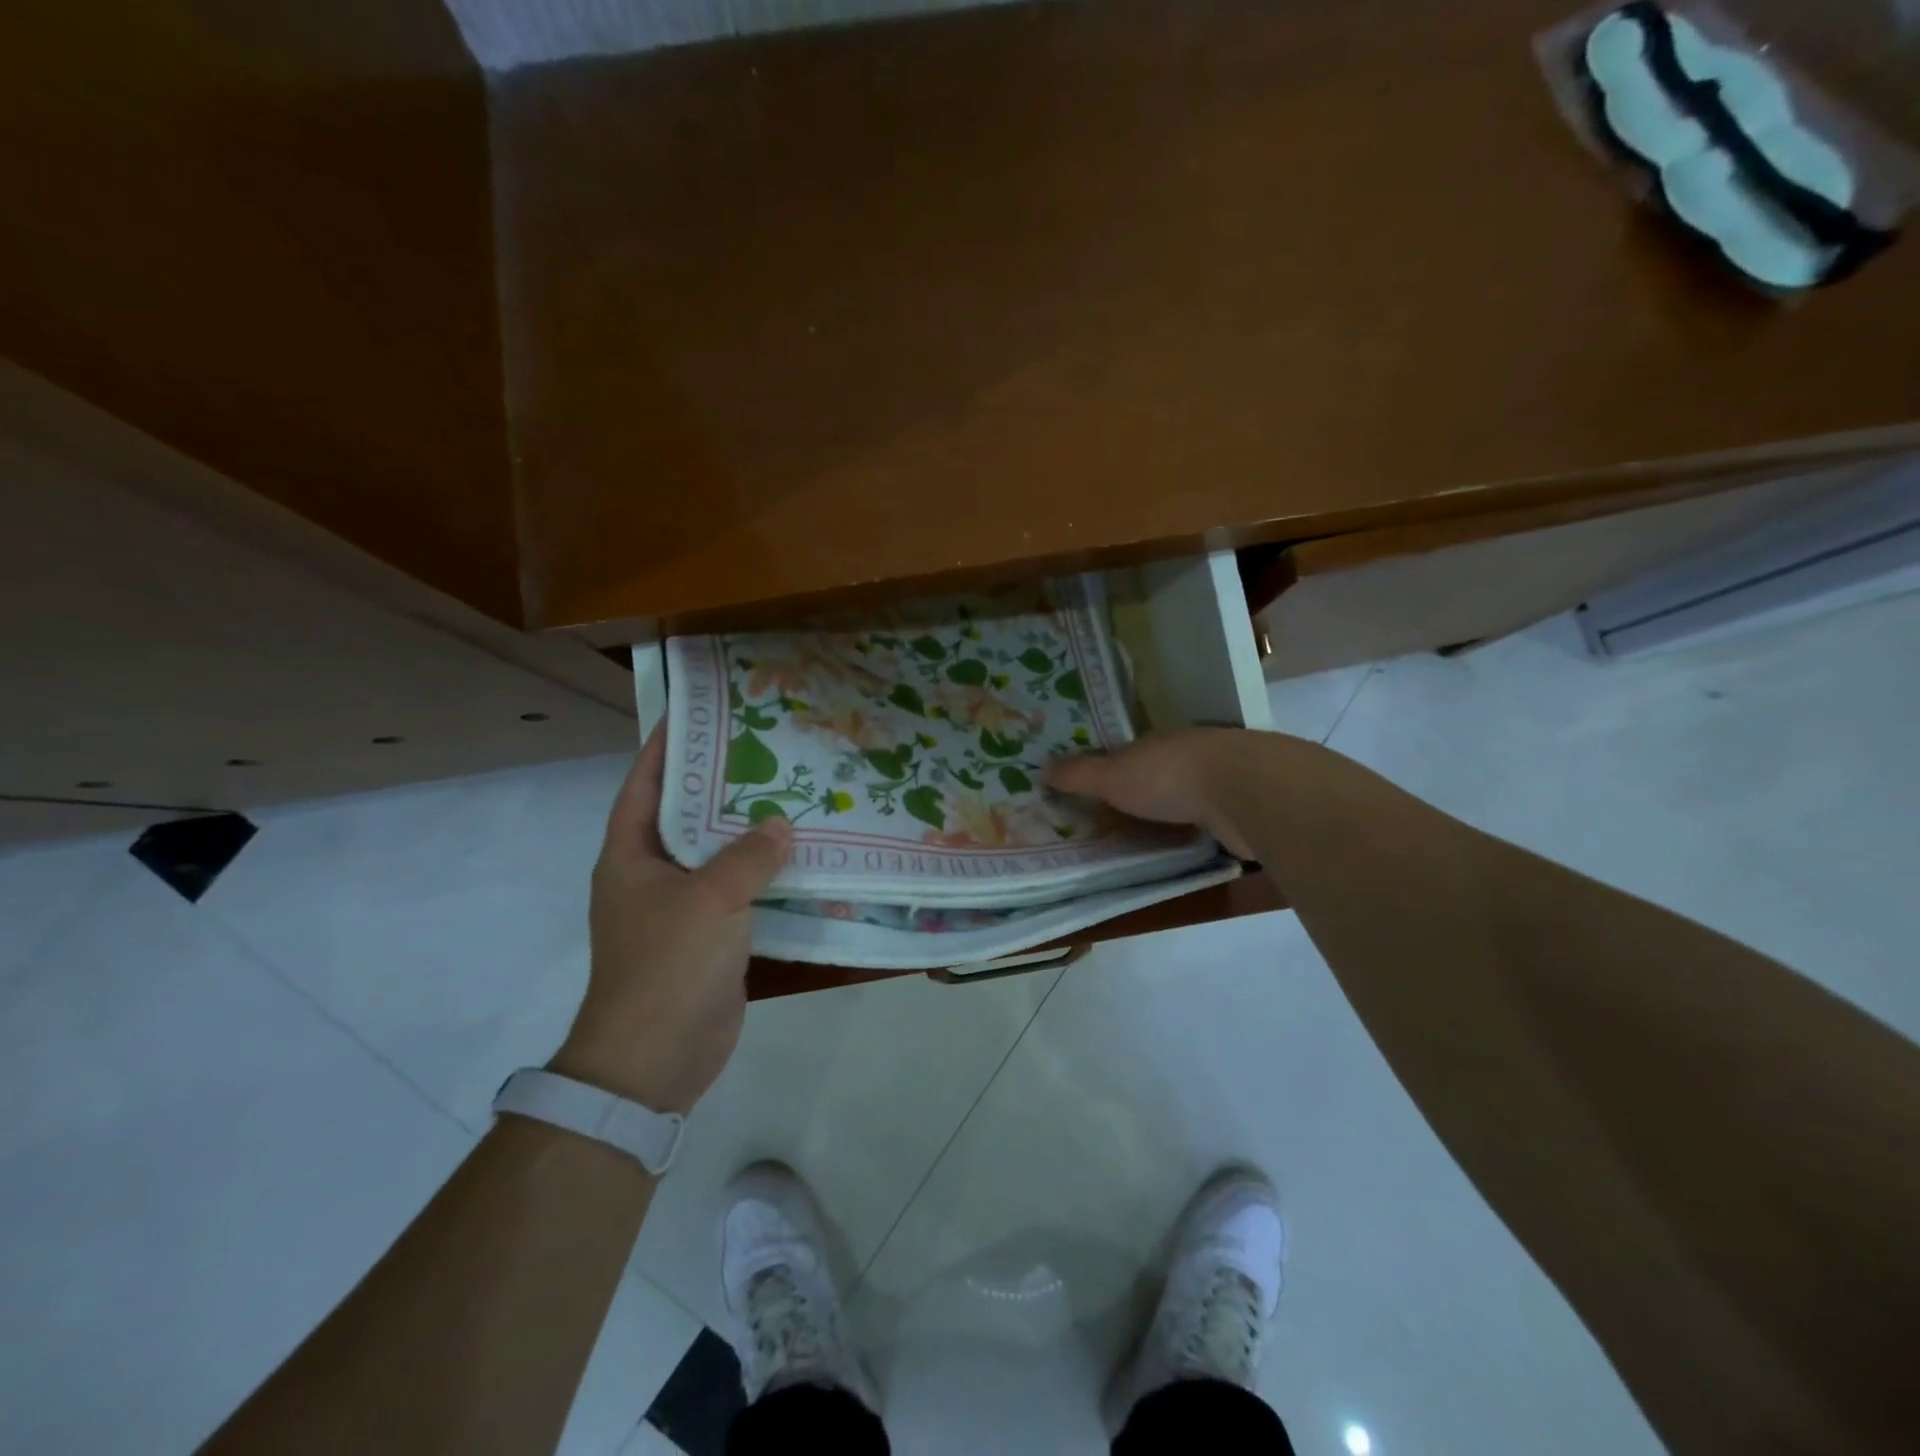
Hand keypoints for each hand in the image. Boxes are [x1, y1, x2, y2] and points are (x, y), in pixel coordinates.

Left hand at [552, 727, 791, 1113]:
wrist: (656, 1059)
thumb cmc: (668, 966)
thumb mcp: (709, 900)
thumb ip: (749, 857)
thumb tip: (780, 824)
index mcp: (632, 855)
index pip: (645, 784)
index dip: (667, 747)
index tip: (702, 713)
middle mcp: (653, 874)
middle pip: (688, 815)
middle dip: (723, 784)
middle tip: (768, 749)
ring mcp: (682, 907)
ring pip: (719, 855)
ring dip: (750, 831)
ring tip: (794, 793)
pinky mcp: (710, 936)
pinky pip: (740, 892)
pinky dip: (766, 874)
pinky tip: (803, 858)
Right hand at [1044, 728, 1254, 858]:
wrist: (1245, 790)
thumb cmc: (1168, 777)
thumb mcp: (1112, 776)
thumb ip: (1079, 774)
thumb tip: (1041, 768)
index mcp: (1158, 742)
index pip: (1130, 751)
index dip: (1114, 766)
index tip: (1101, 785)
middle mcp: (1191, 752)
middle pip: (1163, 768)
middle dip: (1148, 786)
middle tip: (1127, 811)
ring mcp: (1224, 776)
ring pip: (1194, 790)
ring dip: (1181, 804)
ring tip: (1161, 829)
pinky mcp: (1247, 805)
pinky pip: (1218, 815)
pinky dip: (1207, 824)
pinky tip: (1200, 838)